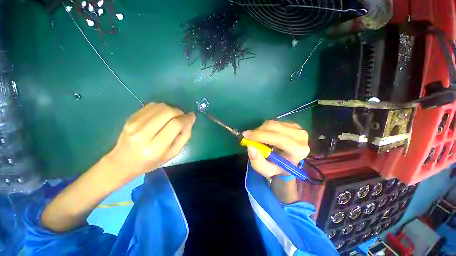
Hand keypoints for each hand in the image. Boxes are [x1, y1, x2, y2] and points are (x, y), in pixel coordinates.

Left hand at [106, 103, 195, 176]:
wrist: (122, 162)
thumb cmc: (151, 161)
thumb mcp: (173, 153)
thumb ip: (185, 136)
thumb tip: (190, 119)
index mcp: (155, 147)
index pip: (175, 125)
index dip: (186, 118)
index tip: (191, 117)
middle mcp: (143, 133)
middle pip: (168, 112)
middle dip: (179, 112)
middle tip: (182, 117)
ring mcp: (134, 123)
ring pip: (160, 106)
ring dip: (171, 109)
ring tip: (173, 117)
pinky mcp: (131, 117)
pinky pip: (152, 106)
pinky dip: (162, 108)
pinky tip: (163, 116)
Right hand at [243, 120, 309, 178]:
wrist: (287, 161)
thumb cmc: (277, 167)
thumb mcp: (266, 170)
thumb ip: (257, 161)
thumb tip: (251, 146)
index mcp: (298, 151)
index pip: (279, 139)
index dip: (261, 136)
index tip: (245, 135)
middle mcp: (301, 137)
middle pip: (275, 128)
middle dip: (258, 131)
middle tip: (247, 136)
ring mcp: (298, 128)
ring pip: (273, 123)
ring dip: (260, 129)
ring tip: (256, 137)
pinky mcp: (292, 124)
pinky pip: (274, 122)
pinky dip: (265, 127)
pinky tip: (264, 134)